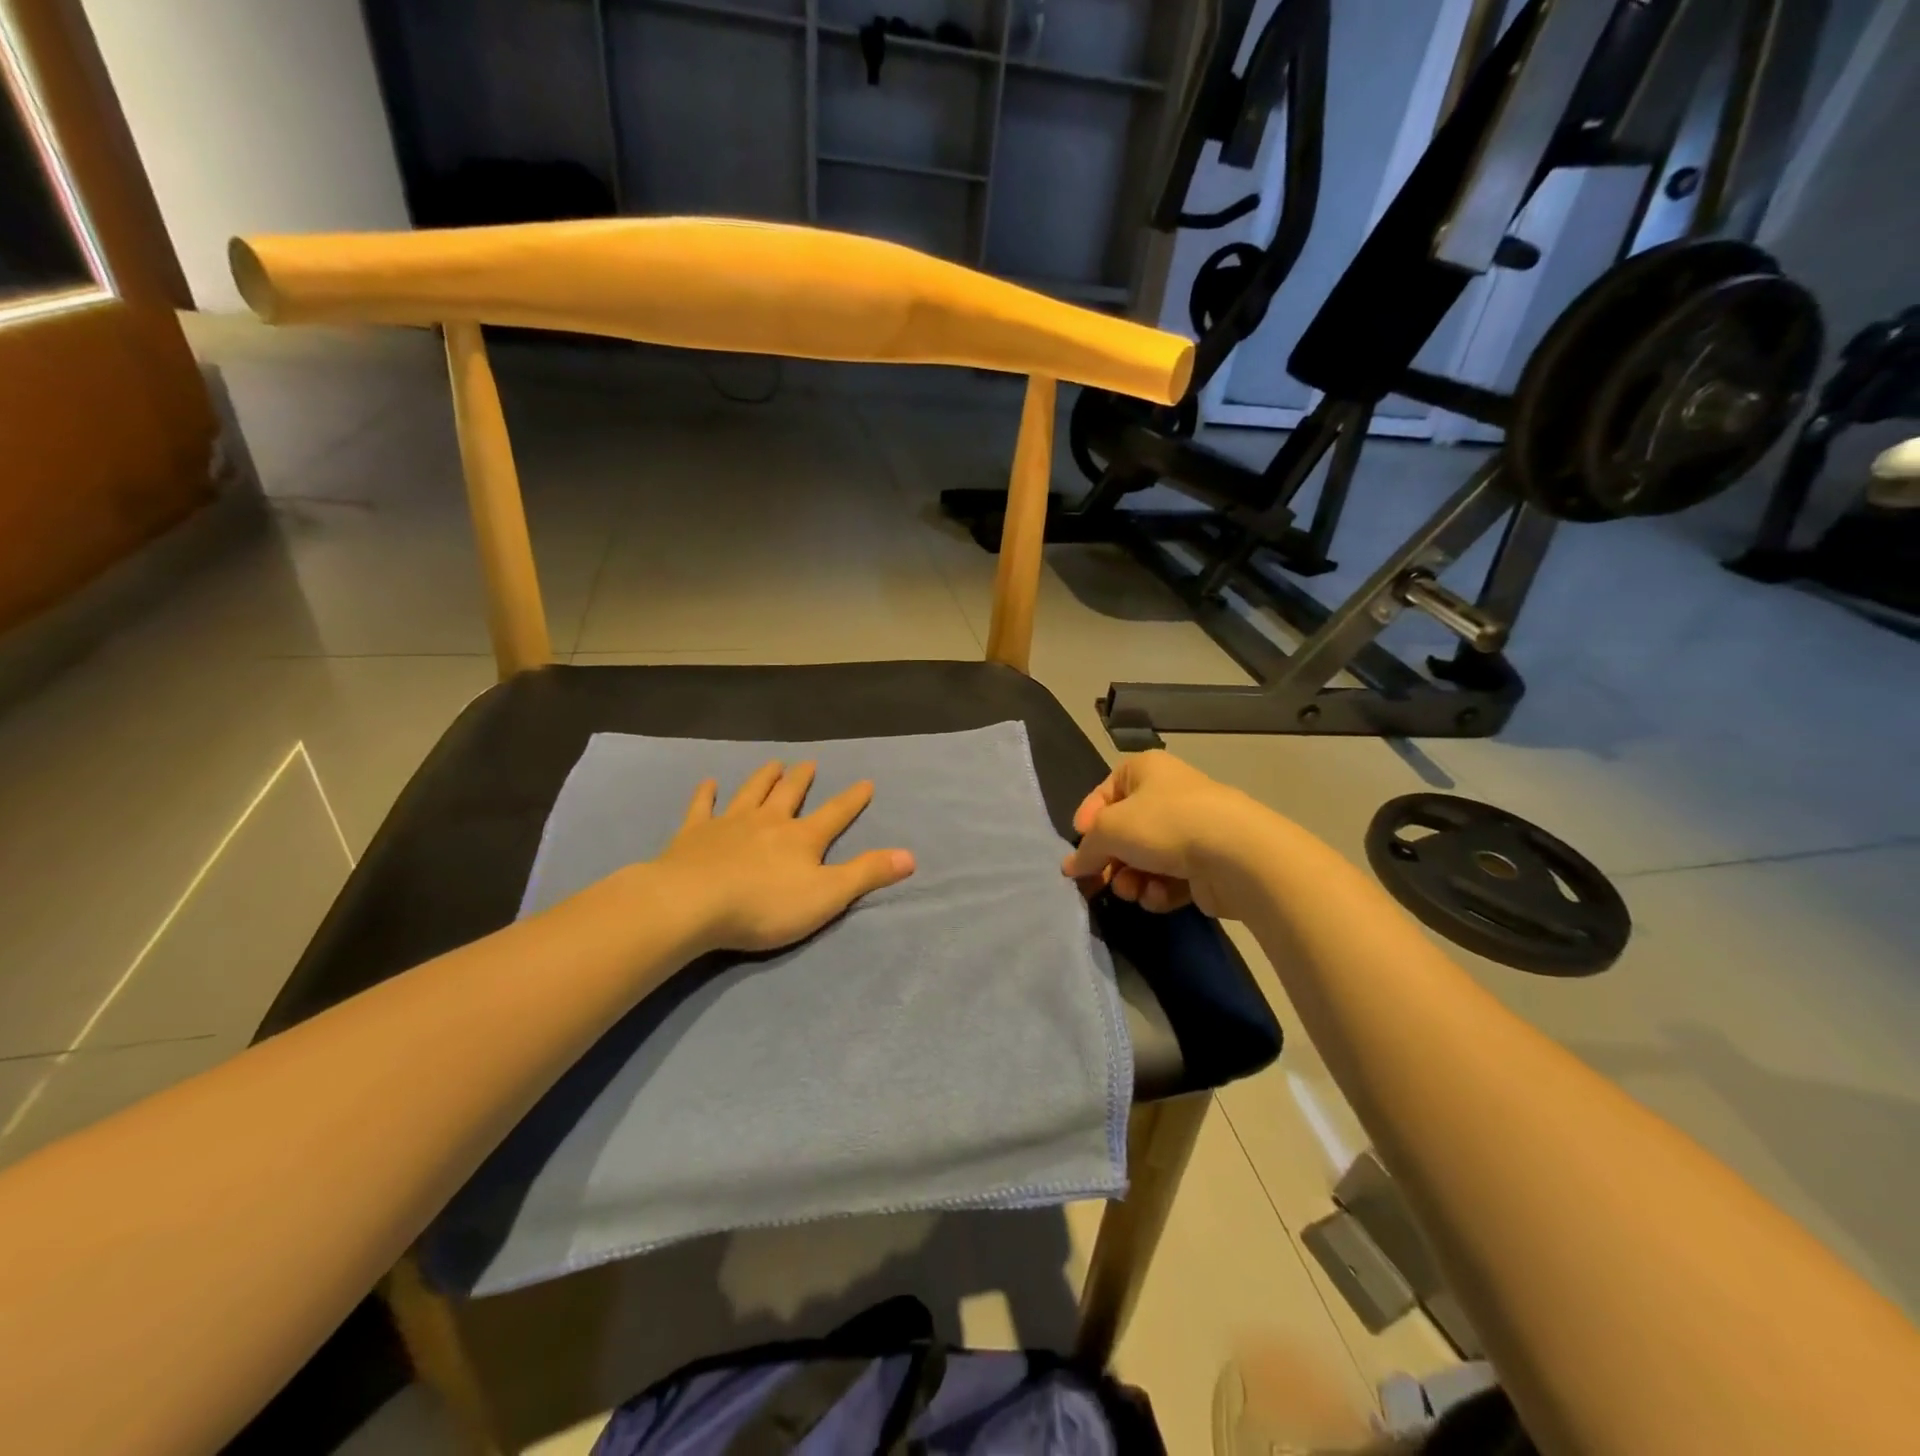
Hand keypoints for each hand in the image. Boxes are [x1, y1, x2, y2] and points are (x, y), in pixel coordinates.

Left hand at [655, 761, 914, 952]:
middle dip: (802, 779)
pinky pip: (702, 807)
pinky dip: (706, 794)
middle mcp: (768, 822)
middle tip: (809, 762)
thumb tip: (911, 855)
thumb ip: (867, 874)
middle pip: (789, 794)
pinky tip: (709, 782)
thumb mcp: (827, 895)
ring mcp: (730, 824)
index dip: (852, 799)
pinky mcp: (694, 834)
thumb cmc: (764, 905)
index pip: (835, 814)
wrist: (692, 904)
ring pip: (751, 793)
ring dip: (763, 778)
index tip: (866, 781)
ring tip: (773, 763)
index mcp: (801, 838)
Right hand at [1060, 750, 1267, 917]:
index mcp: (1145, 770)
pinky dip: (1159, 890)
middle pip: (1124, 832)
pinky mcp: (1206, 864)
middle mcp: (1167, 794)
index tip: (1080, 850)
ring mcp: (1190, 830)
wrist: (1235, 854)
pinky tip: (1160, 896)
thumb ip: (1086, 848)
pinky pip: (1169, 878)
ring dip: (1132, 880)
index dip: (1088, 822)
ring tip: (1132, 891)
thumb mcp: (1109, 829)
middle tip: (1100, 883)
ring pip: (1144, 859)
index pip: (1103, 794)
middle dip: (1110, 861)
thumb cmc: (1164, 824)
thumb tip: (1071, 866)